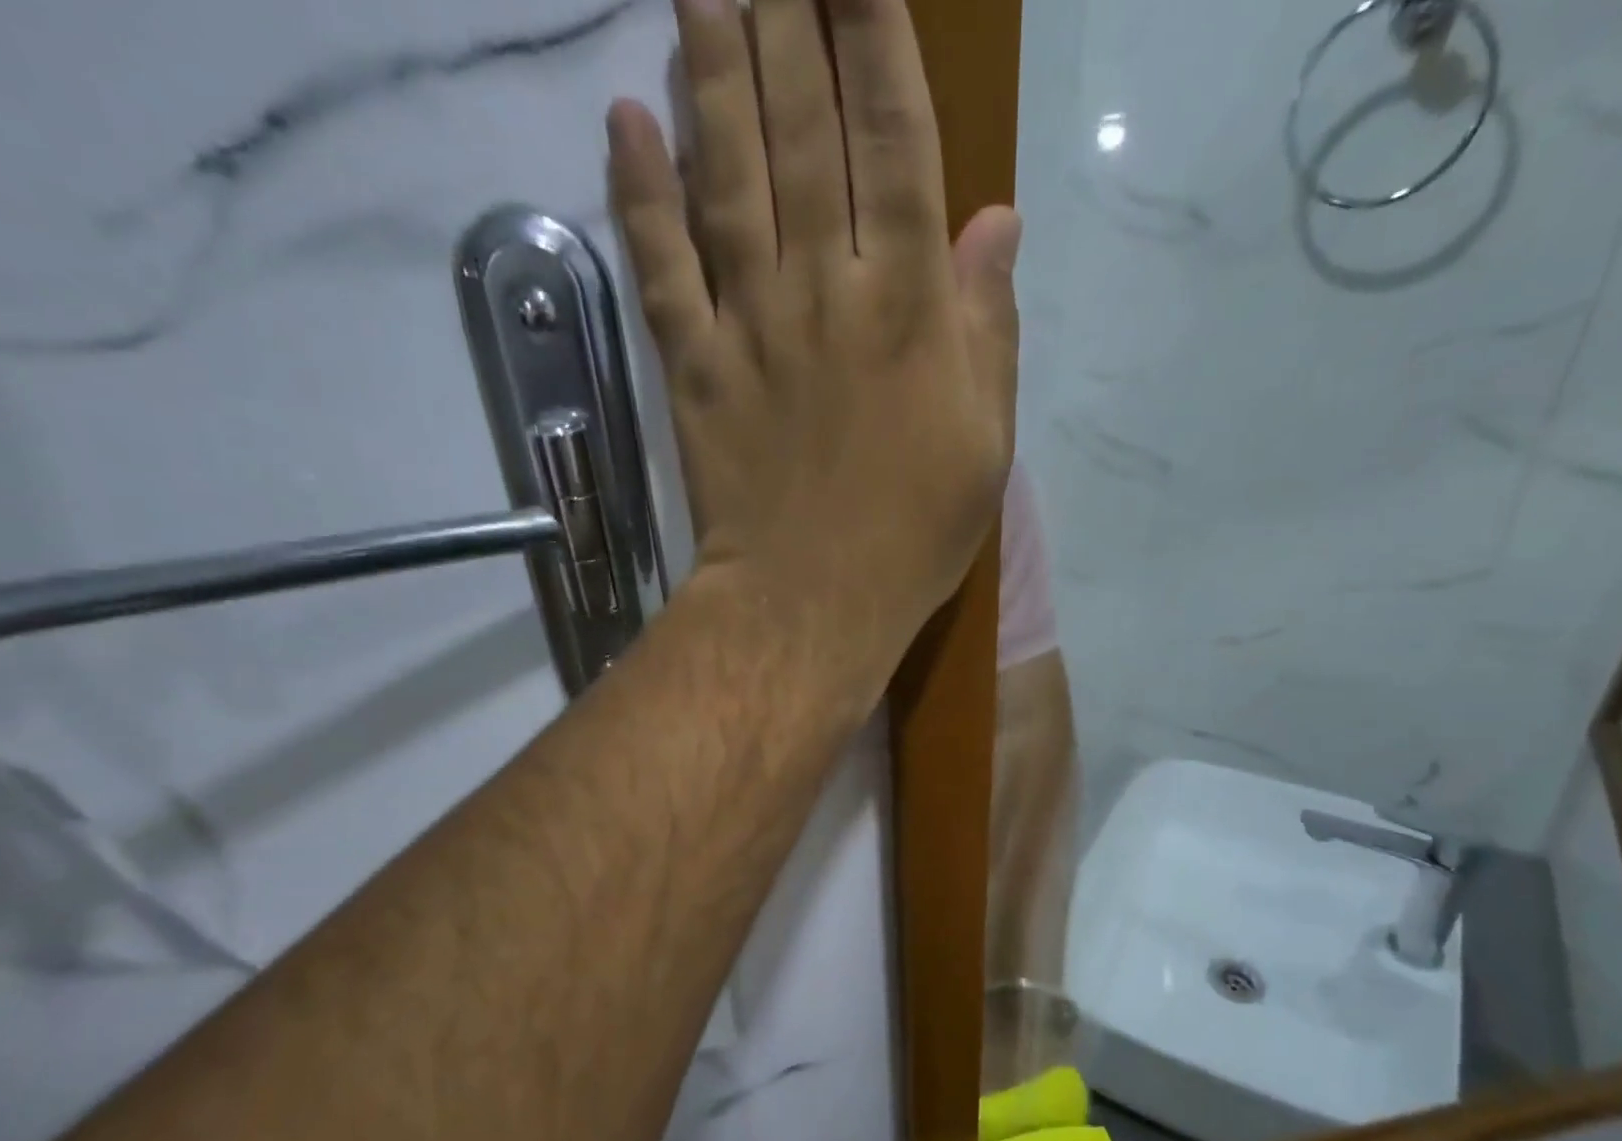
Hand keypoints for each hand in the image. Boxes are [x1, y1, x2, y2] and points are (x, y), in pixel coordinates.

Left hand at [607, 0, 1020, 691]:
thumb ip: (987, 328)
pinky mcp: (692, 367)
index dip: (876, 39)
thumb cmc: (914, 533)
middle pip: (802, 132)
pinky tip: (625, 121)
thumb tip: (996, 223)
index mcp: (907, 305)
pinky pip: (661, 265)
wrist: (812, 601)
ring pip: (726, 175)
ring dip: (712, 70)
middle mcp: (823, 289)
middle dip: (789, 21)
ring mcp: (749, 325)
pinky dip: (639, 191)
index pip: (893, 141)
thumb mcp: (985, 441)